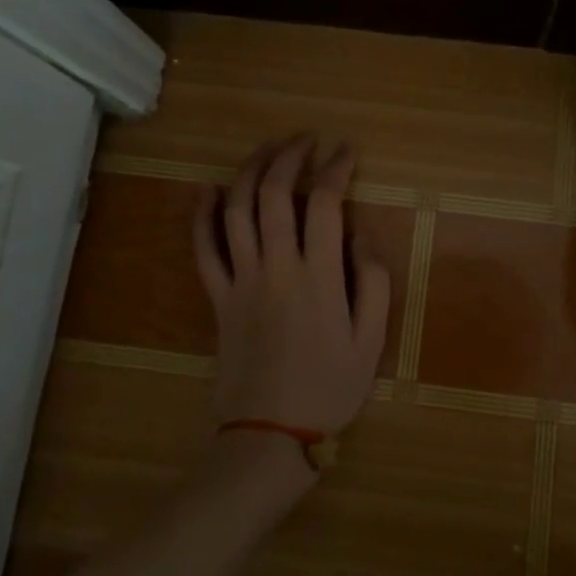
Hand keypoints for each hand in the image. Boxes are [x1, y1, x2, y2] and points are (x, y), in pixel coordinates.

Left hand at [193, 135, 392, 444]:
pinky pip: (203, 249)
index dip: (336, 167)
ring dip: (250, 171)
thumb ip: (373, 280)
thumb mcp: (371, 340)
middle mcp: (276, 266)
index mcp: (319, 275)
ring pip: (237, 210)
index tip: (345, 150)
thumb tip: (360, 233)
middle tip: (306, 139)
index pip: (325, 202)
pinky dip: (202, 215)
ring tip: (268, 149)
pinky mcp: (217, 297)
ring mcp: (240, 279)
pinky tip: (207, 189)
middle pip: (275, 193)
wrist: (267, 435)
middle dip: (290, 156)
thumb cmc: (328, 388)